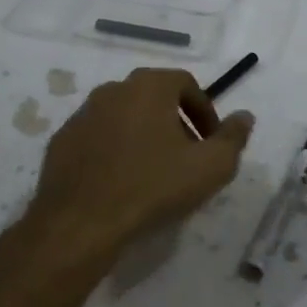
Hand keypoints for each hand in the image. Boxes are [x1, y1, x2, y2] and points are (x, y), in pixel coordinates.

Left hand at [3, 68, 252, 296]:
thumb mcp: (211, 167)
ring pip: (124, 117)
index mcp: (148, 86)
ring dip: (143, 136)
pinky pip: (98, 138)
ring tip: (154, 172)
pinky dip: (114, 151)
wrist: (81, 223)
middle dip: (175, 122)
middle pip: (153, 98)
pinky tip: (121, 182)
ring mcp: (82, 115)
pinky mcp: (61, 142)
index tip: (212, 141)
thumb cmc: (153, 187)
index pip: (185, 83)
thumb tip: (245, 116)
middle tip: (187, 156)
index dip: (204, 110)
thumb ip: (233, 137)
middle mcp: (113, 90)